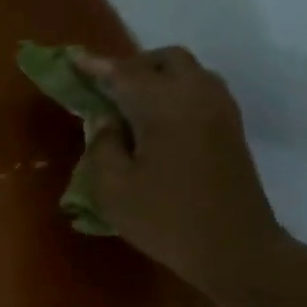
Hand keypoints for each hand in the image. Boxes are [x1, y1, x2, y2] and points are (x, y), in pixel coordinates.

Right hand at [73, 47, 288, 298]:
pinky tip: (155, 121)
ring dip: (156, 79)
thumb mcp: (113, 189)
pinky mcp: (230, 129)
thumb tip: (105, 121)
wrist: (235, 248)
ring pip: (187, 73)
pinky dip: (174, 94)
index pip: (124, 73)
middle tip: (105, 89)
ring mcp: (220, 111)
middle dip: (133, 66)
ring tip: (128, 106)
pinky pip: (199, 92)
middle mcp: (197, 96)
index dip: (95, 65)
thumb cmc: (165, 219)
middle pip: (165, 61)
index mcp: (165, 106)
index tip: (71, 58)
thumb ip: (102, 145)